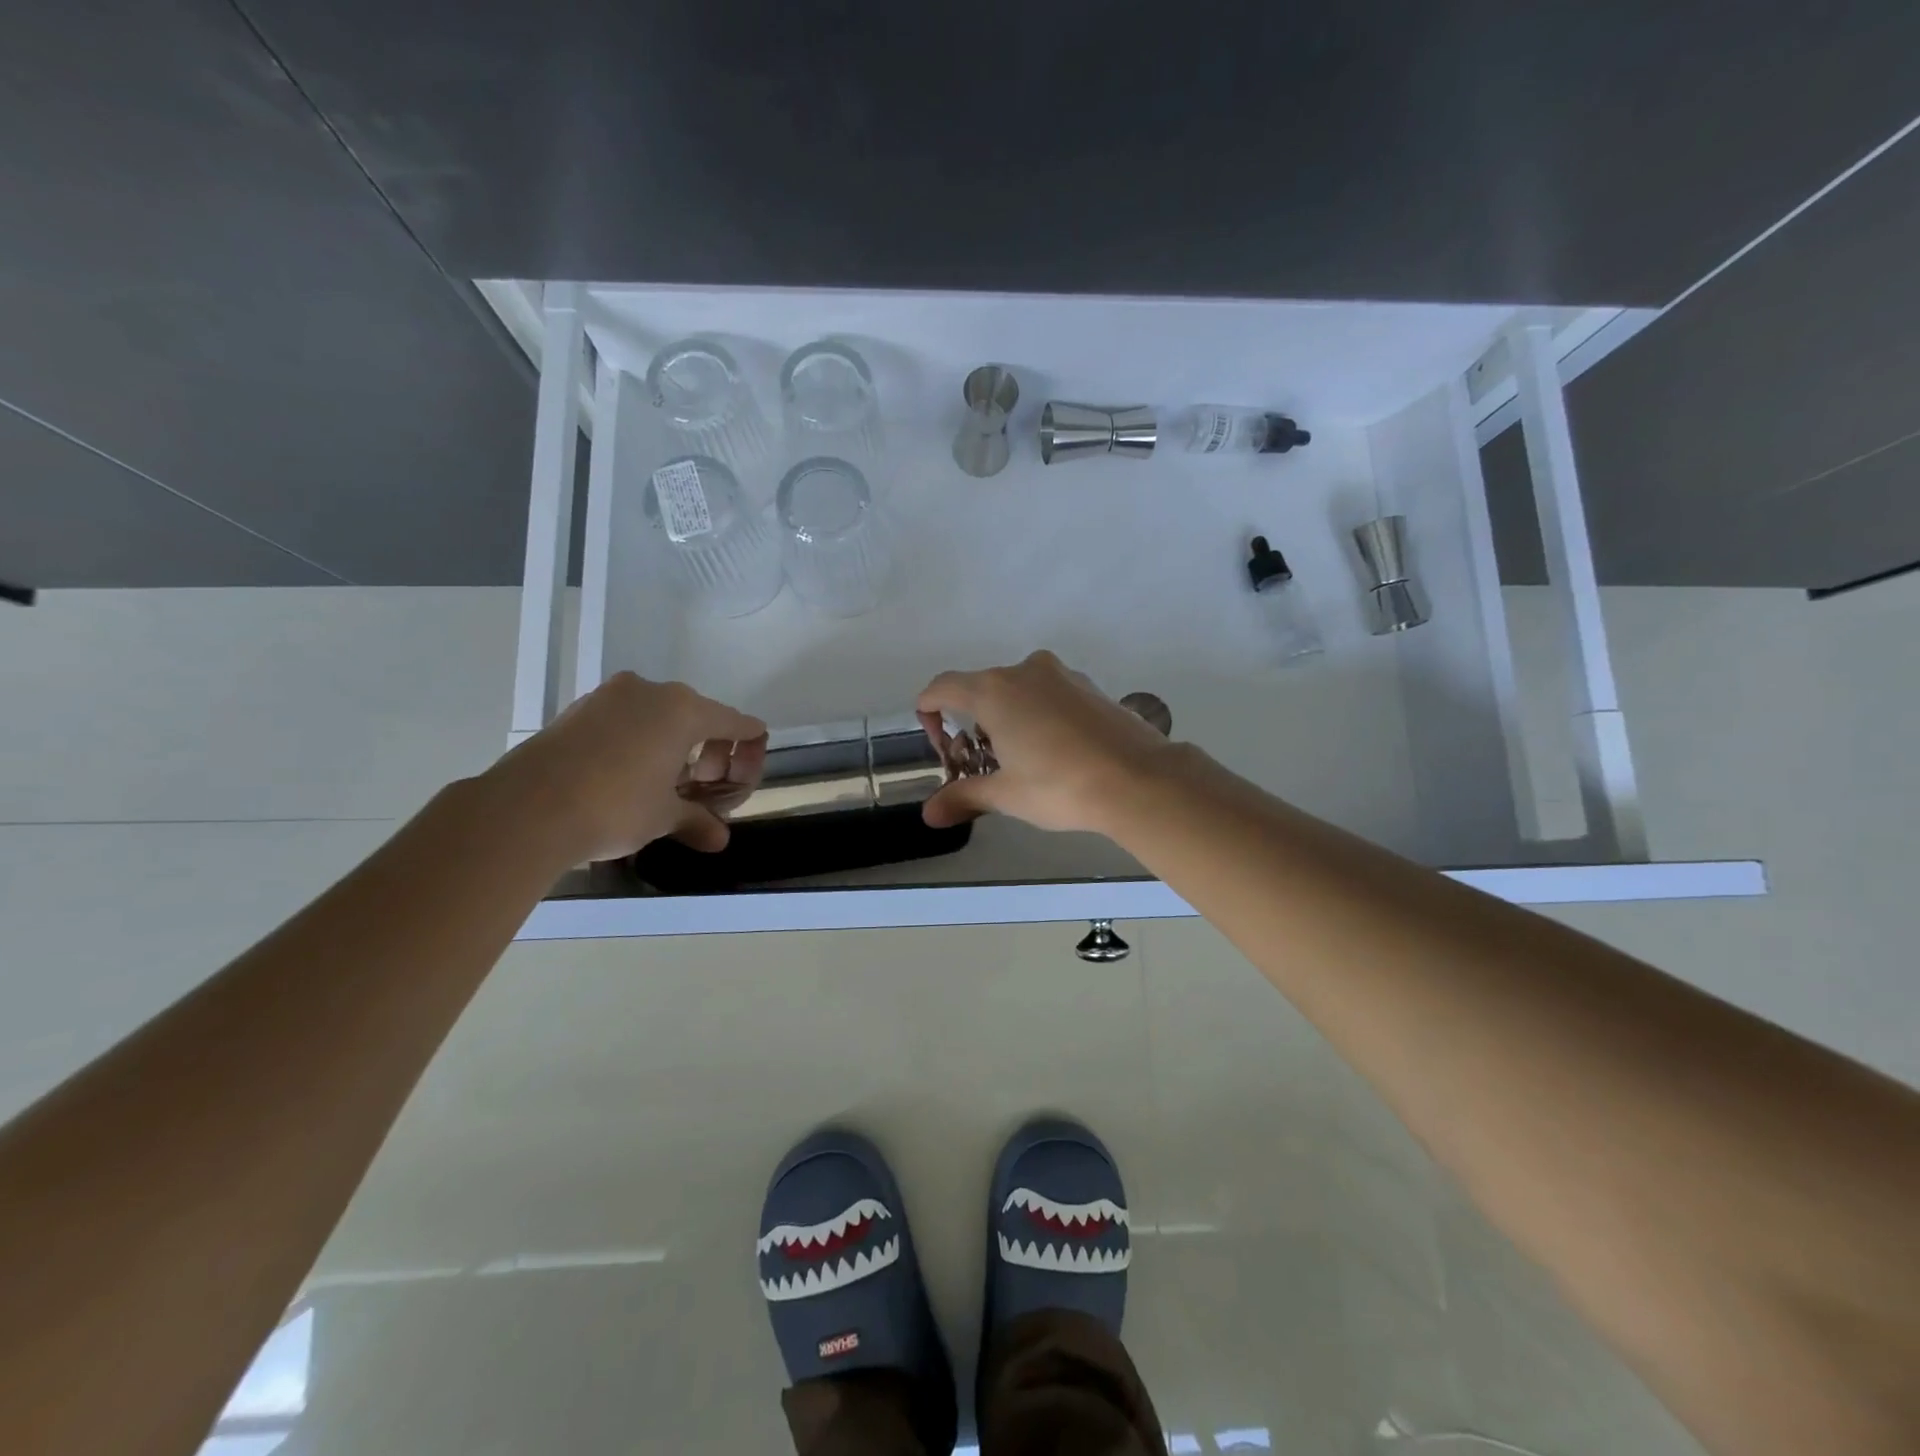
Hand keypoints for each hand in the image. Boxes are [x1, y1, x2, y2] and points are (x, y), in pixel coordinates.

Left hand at [489, 672, 766, 861]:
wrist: (526, 809)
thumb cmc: (615, 807)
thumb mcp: (664, 817)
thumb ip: (697, 820)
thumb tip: (719, 840)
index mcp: (684, 710)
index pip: (735, 722)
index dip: (749, 747)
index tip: (748, 769)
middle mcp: (651, 691)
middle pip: (698, 716)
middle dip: (709, 751)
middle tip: (704, 787)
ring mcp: (610, 696)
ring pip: (658, 716)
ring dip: (672, 745)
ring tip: (666, 783)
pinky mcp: (578, 709)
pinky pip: (625, 720)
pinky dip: (638, 741)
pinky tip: (629, 774)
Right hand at [915, 651, 1178, 833]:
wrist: (1140, 779)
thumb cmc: (1060, 785)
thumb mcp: (1006, 794)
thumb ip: (963, 796)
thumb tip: (929, 815)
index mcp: (994, 691)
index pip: (942, 688)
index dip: (929, 714)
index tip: (941, 747)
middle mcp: (1024, 671)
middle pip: (980, 689)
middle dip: (971, 724)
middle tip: (981, 764)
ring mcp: (1061, 675)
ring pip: (1017, 690)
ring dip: (1007, 719)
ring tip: (1021, 761)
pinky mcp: (1090, 686)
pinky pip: (1048, 694)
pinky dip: (1038, 715)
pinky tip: (1056, 752)